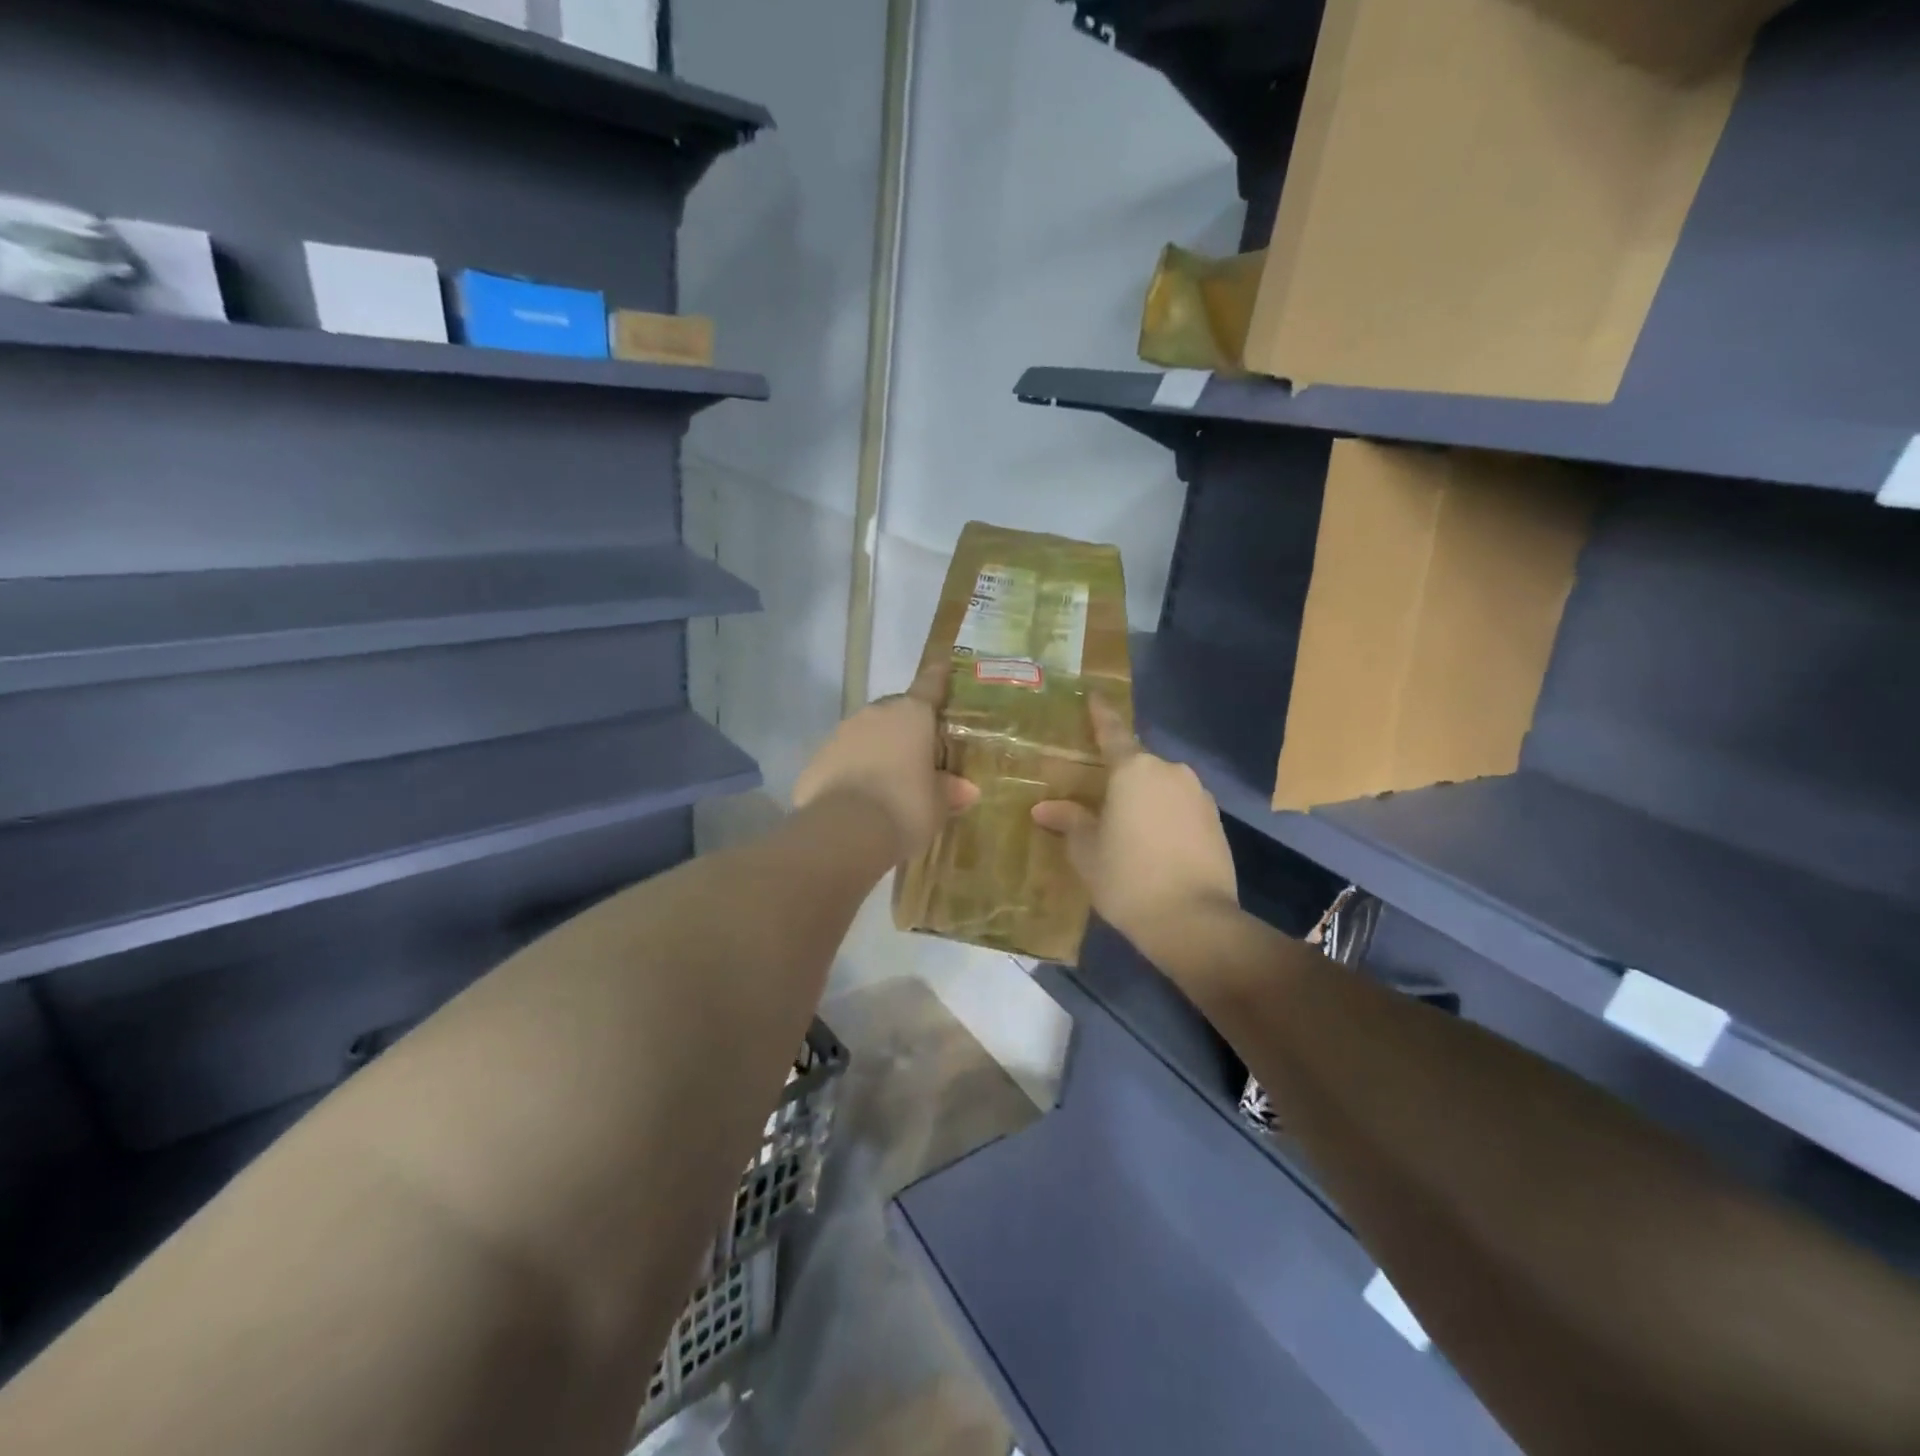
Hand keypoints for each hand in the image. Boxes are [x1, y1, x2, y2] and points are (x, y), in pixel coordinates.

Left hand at [794, 664, 980, 861]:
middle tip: (921, 754)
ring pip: (866, 734)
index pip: (929, 684)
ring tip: (889, 782)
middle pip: (896, 711)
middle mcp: (874, 715)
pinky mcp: (816, 760)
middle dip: (907, 728)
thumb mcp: (938, 805)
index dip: (938, 677)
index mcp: (911, 715)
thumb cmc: (905, 808)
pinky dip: (852, 771)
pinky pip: (842, 759)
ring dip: (878, 750)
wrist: (844, 832)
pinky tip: (860, 798)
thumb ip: (950, 791)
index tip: (942, 667)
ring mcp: (840, 734)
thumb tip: (966, 789)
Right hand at [1031, 696, 1237, 962]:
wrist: (1194, 920)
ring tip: (1127, 828)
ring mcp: (1199, 796)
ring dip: (1144, 798)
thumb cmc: (1128, 878)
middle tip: (1099, 797)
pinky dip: (1165, 817)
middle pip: (1138, 764)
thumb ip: (1069, 822)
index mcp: (1134, 770)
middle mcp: (1170, 772)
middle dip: (1120, 775)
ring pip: (1162, 787)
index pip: (1113, 732)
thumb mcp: (1087, 852)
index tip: (1094, 695)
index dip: (1101, 714)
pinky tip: (1155, 844)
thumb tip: (1044, 808)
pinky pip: (1181, 807)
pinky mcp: (1217, 821)